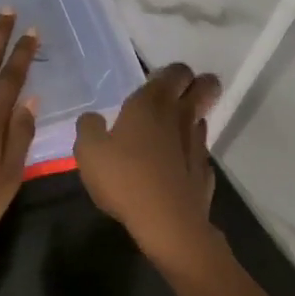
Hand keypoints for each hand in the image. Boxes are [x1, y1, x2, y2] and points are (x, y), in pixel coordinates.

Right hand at [74, 64, 221, 263]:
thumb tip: (93, 118)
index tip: (158, 82)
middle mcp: (180, 117)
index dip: (172, 73)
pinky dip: (189, 155)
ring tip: (170, 133)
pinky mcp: (205, 173)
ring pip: (201, 120)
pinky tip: (174, 168)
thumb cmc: (124, 179)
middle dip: (199, 85)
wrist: (167, 223)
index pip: (176, 72)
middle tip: (180, 95)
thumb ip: (89, 128)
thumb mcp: (88, 152)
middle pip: (205, 87)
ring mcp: (198, 145)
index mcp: (152, 104)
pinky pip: (199, 154)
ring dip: (191, 120)